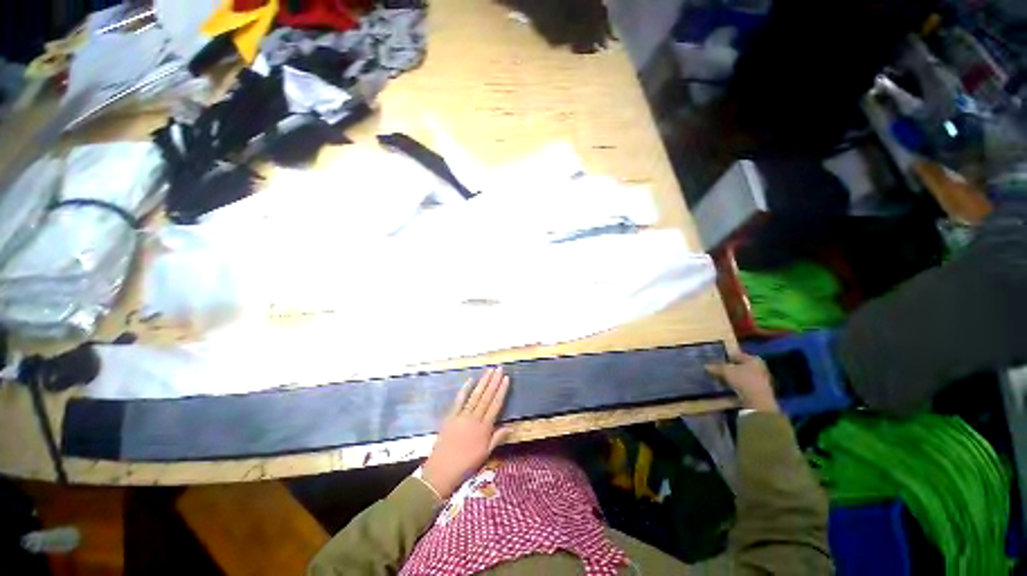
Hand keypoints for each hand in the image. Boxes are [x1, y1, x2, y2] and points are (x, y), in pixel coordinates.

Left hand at [422, 367, 510, 498]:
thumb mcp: (486, 454)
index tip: (506, 379)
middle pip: (486, 396)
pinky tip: (470, 380)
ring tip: (489, 371)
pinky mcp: (451, 416)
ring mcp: (462, 416)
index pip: (496, 405)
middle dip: (494, 381)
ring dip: (483, 382)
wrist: (442, 470)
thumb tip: (511, 427)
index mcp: (485, 428)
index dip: (501, 390)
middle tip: (499, 369)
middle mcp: (475, 418)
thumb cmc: (466, 464)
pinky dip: (464, 389)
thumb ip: (498, 438)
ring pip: (475, 395)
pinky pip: (459, 400)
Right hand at [706, 352, 779, 412]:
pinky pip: (744, 384)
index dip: (725, 356)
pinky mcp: (759, 390)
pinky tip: (728, 388)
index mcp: (753, 359)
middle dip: (728, 367)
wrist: (758, 402)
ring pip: (742, 375)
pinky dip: (736, 385)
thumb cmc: (743, 380)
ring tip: (720, 379)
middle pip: (740, 365)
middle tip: (716, 369)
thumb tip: (706, 366)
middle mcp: (759, 367)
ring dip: (732, 377)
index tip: (715, 360)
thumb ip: (716, 367)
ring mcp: (761, 380)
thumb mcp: (726, 371)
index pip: (736, 355)